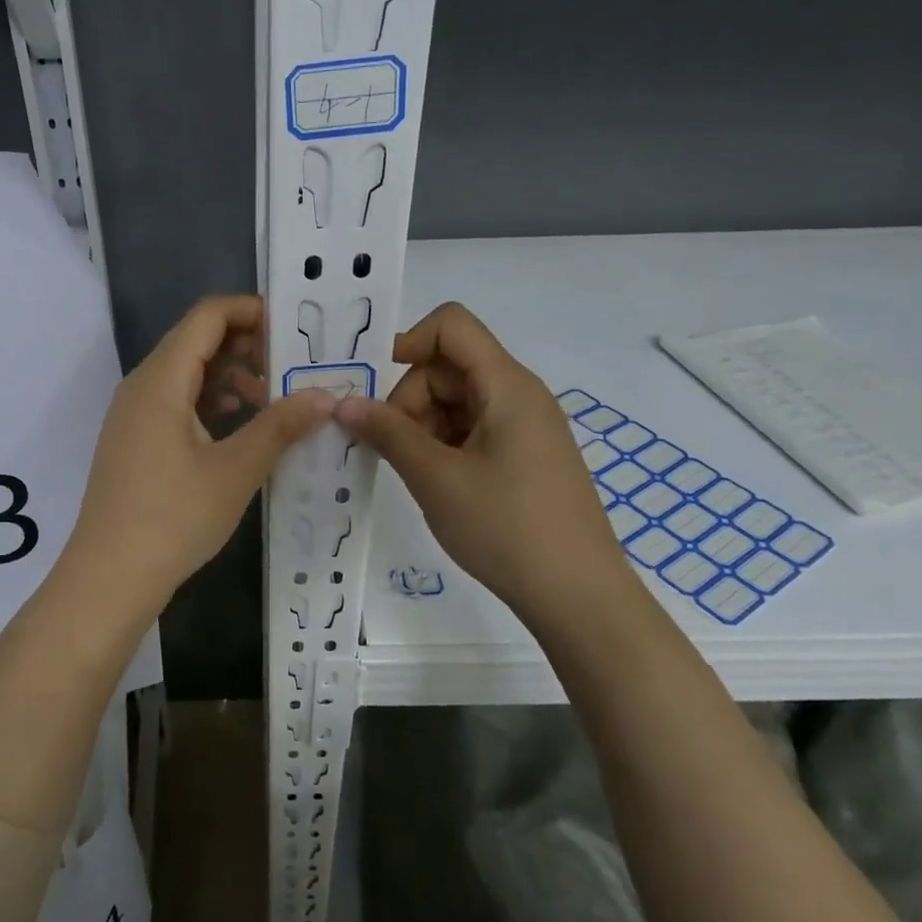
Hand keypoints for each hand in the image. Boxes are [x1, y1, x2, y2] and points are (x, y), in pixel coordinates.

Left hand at [60, 296, 333, 622]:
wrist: (109, 576)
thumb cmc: (173, 518)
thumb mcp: (236, 470)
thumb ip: (280, 426)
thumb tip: (325, 396)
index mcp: (161, 379)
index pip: (208, 315)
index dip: (253, 311)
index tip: (296, 329)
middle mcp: (143, 385)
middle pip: (198, 340)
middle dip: (248, 345)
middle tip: (296, 368)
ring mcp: (134, 414)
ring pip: (188, 373)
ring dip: (232, 376)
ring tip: (275, 401)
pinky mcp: (136, 440)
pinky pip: (177, 402)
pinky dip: (211, 403)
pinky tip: (241, 427)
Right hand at [334, 302, 641, 639]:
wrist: (578, 596)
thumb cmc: (506, 528)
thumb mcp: (436, 478)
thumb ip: (387, 433)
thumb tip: (343, 403)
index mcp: (506, 385)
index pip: (451, 325)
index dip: (408, 342)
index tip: (375, 389)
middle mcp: (519, 395)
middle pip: (449, 367)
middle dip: (409, 399)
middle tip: (387, 447)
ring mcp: (524, 427)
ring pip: (457, 401)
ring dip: (422, 426)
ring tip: (411, 472)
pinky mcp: (524, 456)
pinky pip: (473, 430)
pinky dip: (443, 445)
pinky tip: (433, 482)